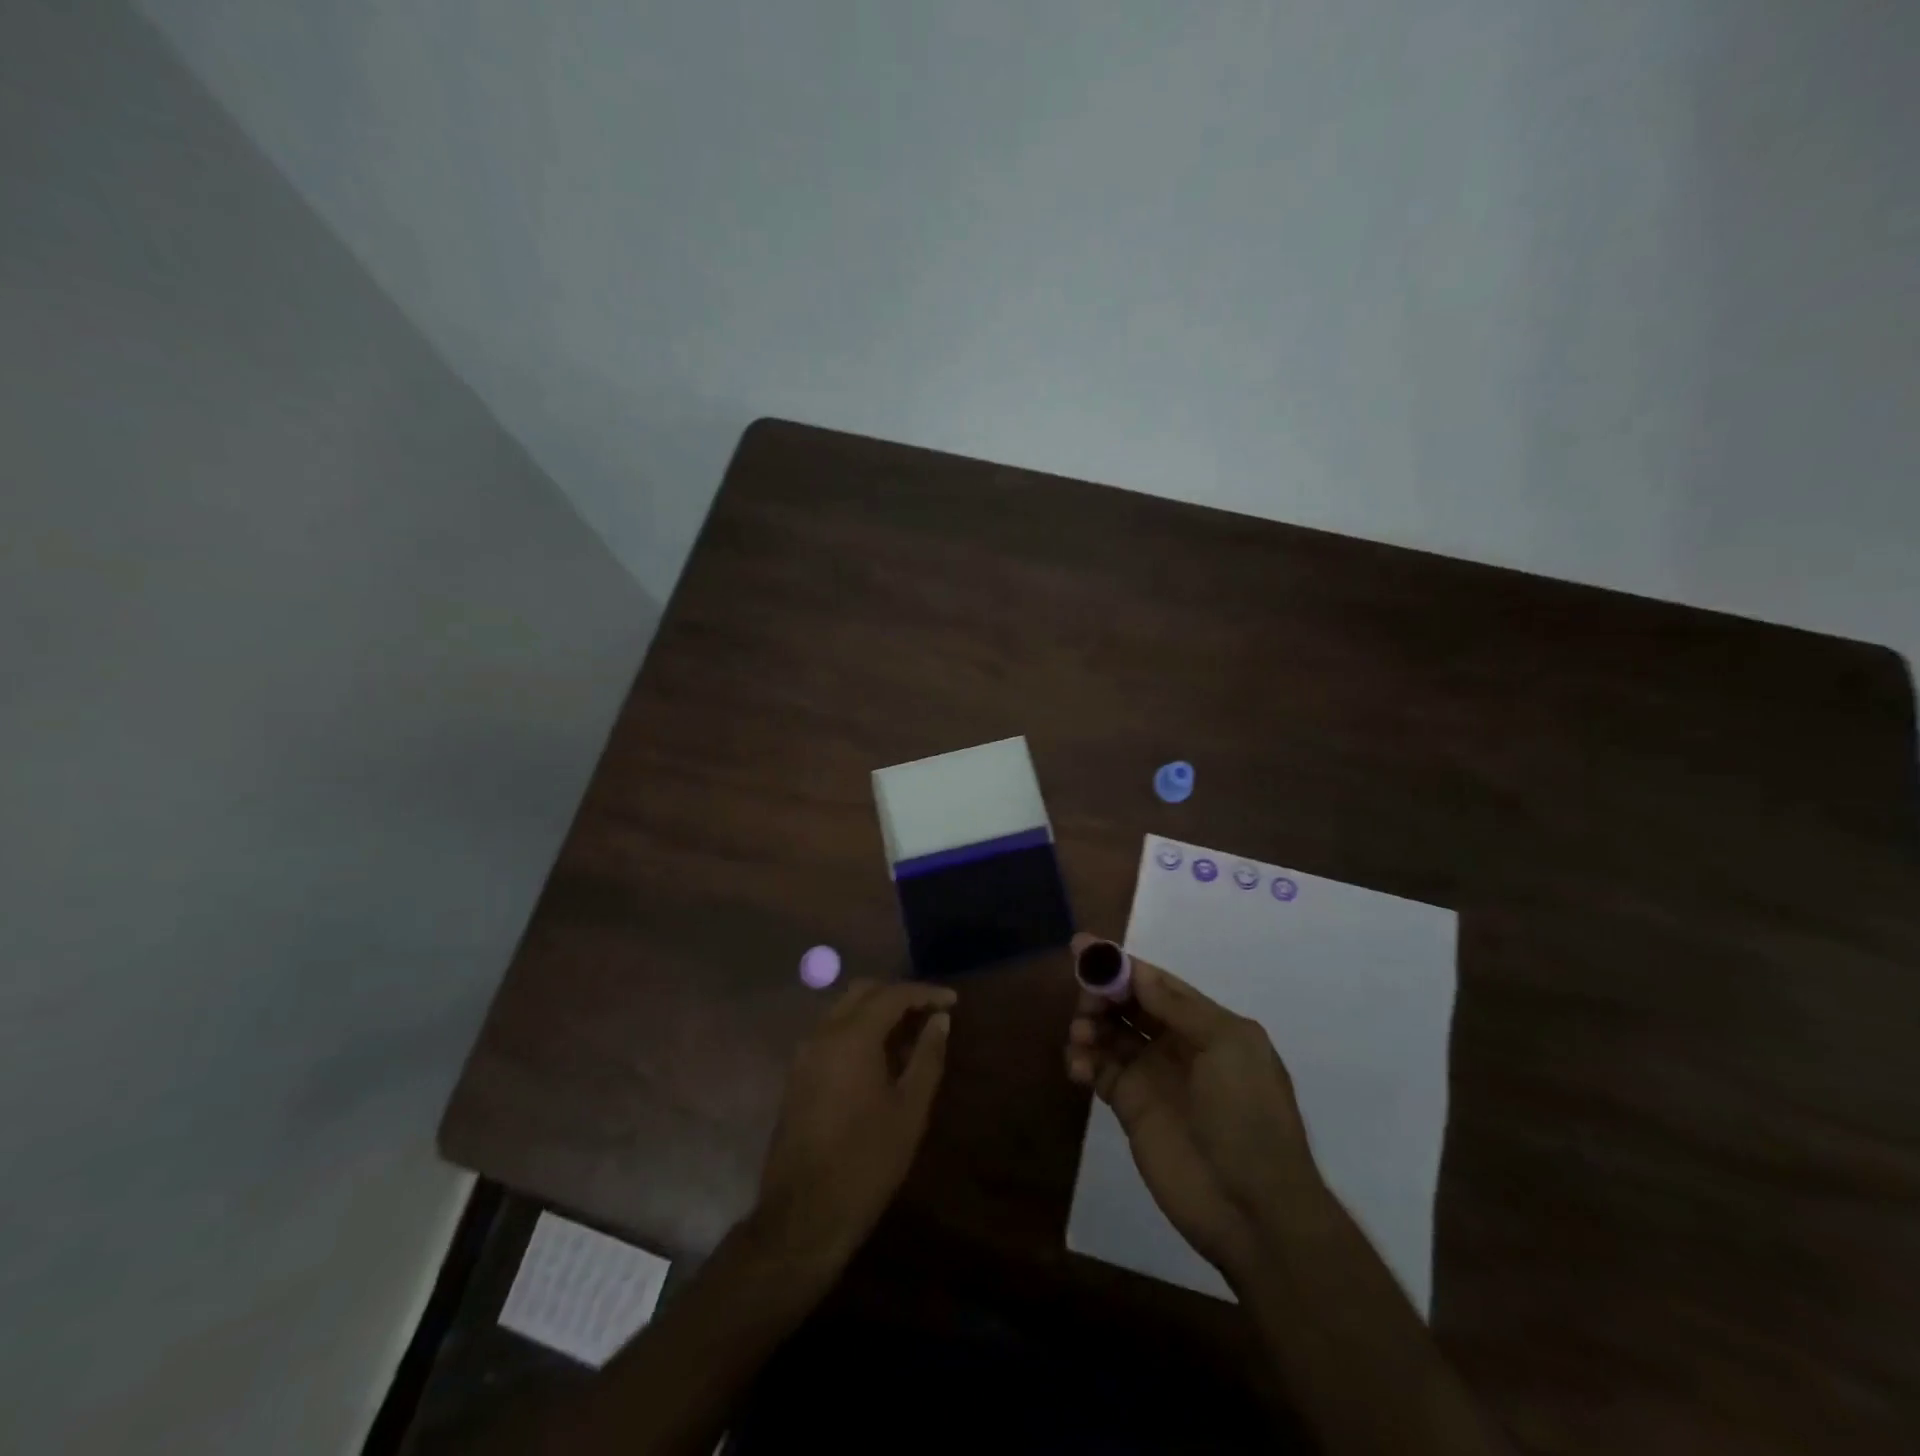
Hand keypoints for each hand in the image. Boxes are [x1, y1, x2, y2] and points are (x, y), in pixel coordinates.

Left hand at [756, 978, 954, 1266]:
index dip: (925, 993)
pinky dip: (857, 1029)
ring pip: (843, 1009)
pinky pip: (831, 1032)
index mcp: (851, 1037)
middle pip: (863, 991)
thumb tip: (940, 1020)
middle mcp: (823, 1033)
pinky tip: (880, 1055)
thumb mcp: (910, 1110)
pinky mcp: (797, 1074)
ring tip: (910, 1033)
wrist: (803, 1216)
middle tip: (930, 1012)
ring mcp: (804, 1053)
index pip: (892, 994)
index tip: (953, 1001)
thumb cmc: (866, 1162)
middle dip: (898, 994)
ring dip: (876, 1010)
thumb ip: (927, 1057)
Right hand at [1065, 933, 1322, 1280]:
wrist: (1253, 1209)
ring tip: (1081, 1036)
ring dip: (1089, 1024)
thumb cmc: (1248, 1116)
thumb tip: (1138, 972)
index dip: (1121, 964)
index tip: (1083, 947)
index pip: (1156, 983)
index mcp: (1207, 1024)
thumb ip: (1179, 1007)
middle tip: (1084, 1000)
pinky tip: (1080, 1067)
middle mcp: (1178, 1044)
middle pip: (1128, 1003)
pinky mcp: (1131, 1108)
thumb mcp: (1228, 1047)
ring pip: (1110, 1033)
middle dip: (1101, 992)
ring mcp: (1153, 1076)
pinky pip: (1100, 1070)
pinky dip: (1084, 1061)